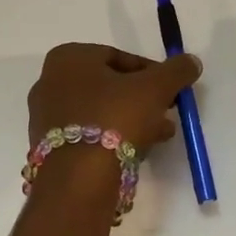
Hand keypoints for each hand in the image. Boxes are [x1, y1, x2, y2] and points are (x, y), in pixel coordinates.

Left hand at [27, 44, 201, 149]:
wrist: (79, 178)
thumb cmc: (115, 118)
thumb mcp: (155, 88)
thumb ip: (176, 71)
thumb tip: (191, 62)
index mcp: (68, 58)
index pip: (118, 56)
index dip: (151, 72)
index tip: (171, 89)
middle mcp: (49, 82)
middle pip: (109, 86)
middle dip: (142, 98)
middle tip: (167, 111)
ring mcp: (45, 118)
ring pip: (100, 112)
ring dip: (132, 119)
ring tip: (161, 135)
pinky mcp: (48, 148)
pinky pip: (88, 135)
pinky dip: (113, 138)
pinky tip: (138, 151)